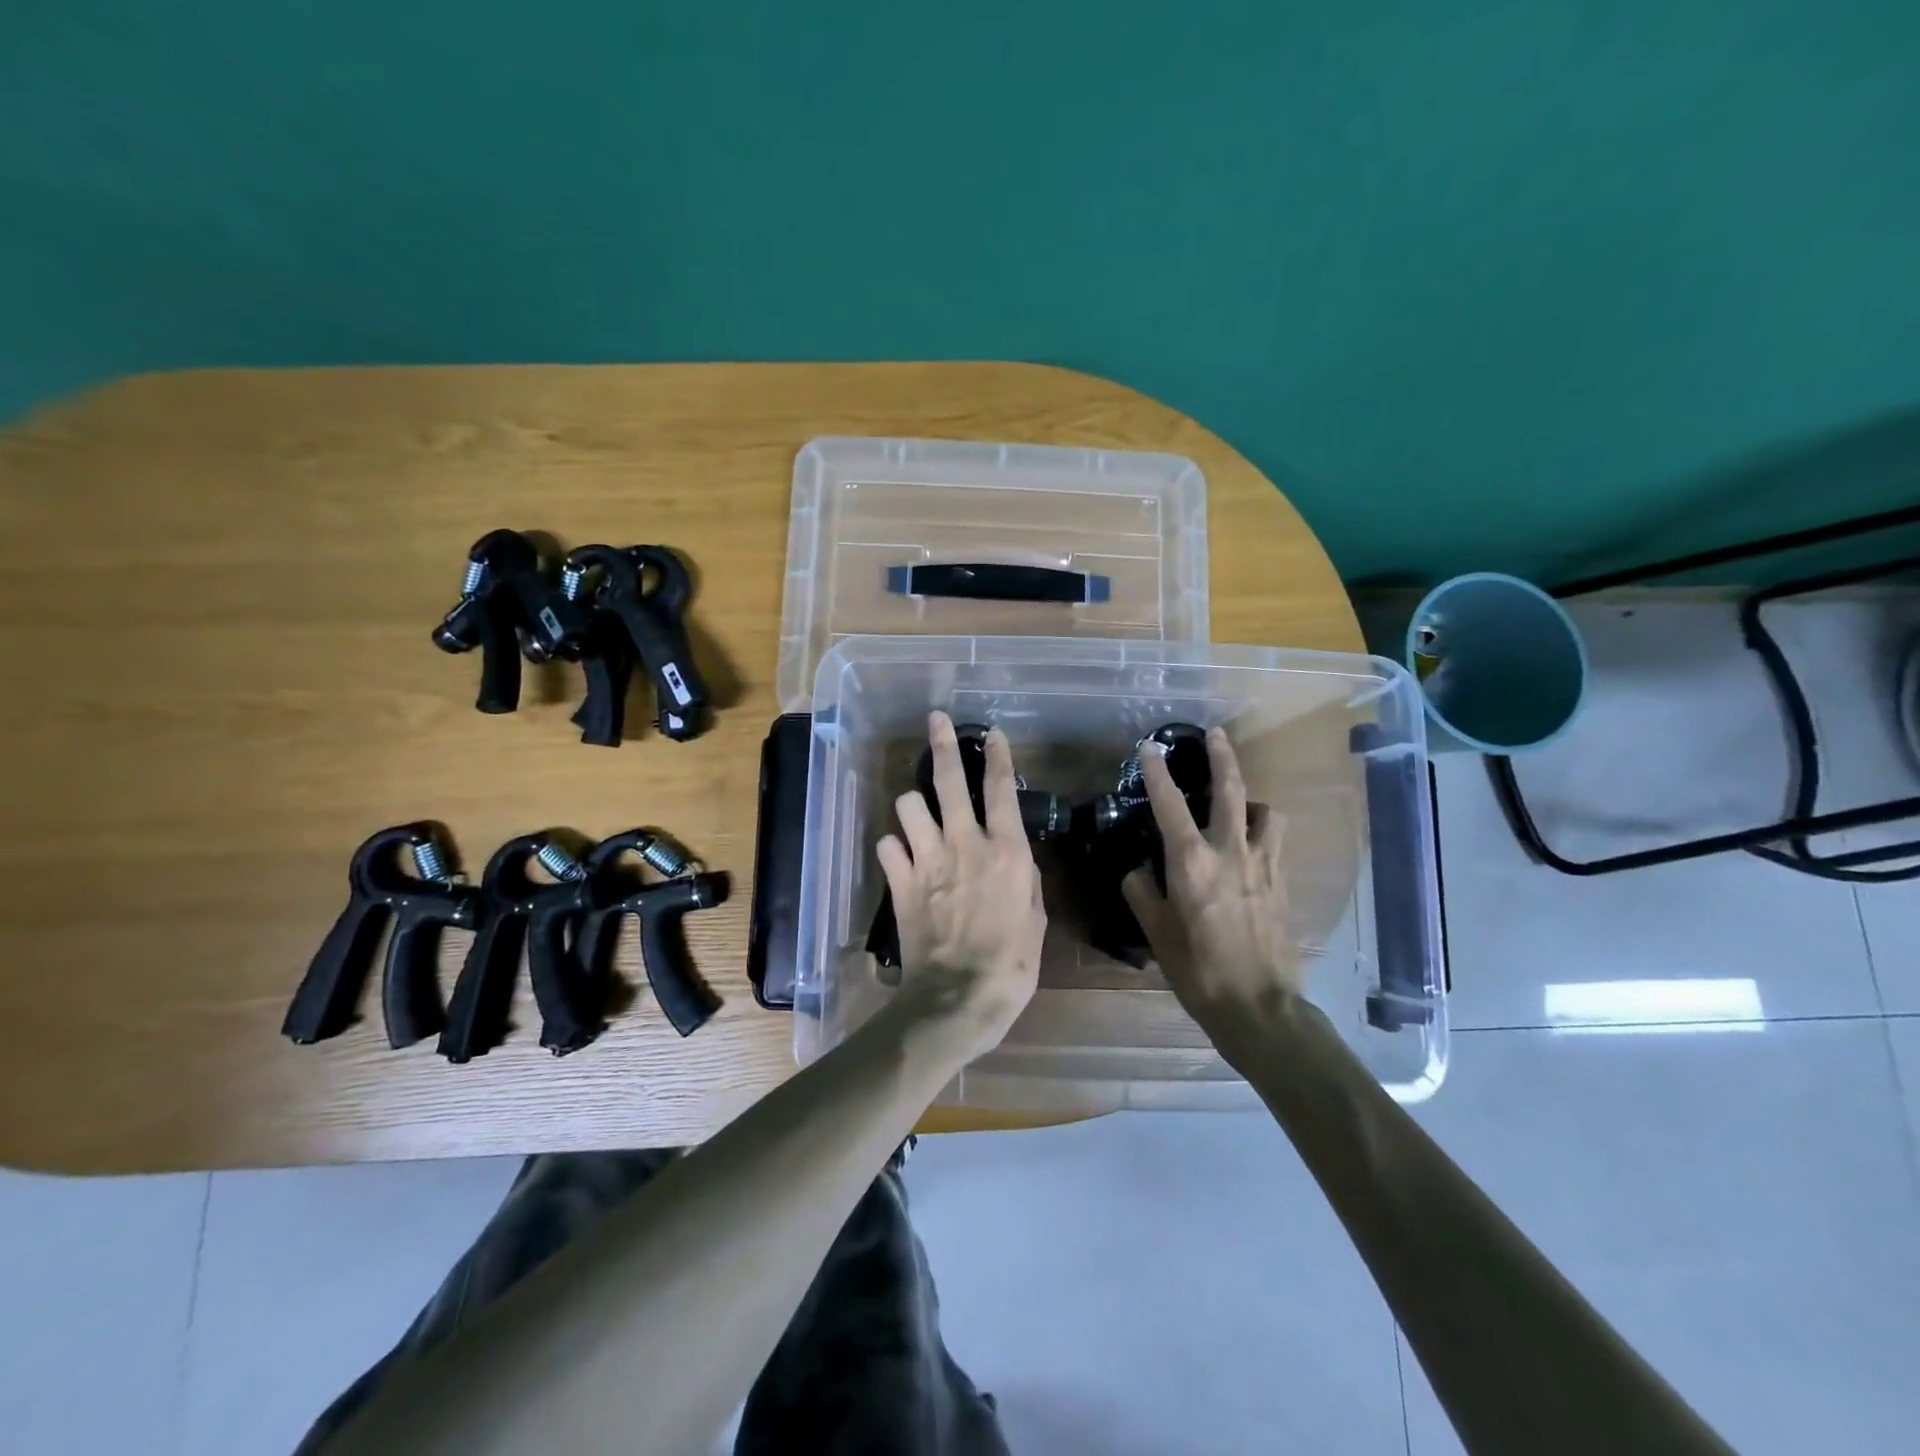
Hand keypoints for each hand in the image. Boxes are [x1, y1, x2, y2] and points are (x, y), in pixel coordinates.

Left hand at [876, 712, 1045, 1058]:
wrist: (958, 998)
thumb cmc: (1011, 965)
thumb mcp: (1036, 920)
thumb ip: (1025, 880)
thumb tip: (1015, 860)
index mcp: (1006, 852)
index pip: (1001, 790)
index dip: (998, 757)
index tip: (992, 734)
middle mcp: (965, 844)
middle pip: (948, 780)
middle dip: (942, 744)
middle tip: (936, 721)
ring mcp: (928, 860)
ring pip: (909, 804)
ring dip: (914, 806)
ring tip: (919, 815)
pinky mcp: (900, 882)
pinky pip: (887, 845)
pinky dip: (893, 847)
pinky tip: (901, 857)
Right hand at [1122, 727, 1302, 1034]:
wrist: (1259, 1006)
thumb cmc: (1198, 970)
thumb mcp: (1156, 932)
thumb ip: (1142, 892)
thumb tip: (1140, 869)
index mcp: (1192, 864)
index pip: (1169, 805)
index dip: (1156, 772)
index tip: (1148, 747)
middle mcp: (1230, 853)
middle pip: (1230, 790)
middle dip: (1222, 756)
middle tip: (1216, 734)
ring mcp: (1263, 865)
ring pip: (1264, 811)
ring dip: (1250, 798)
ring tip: (1238, 801)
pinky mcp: (1282, 882)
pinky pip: (1274, 840)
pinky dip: (1262, 828)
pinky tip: (1251, 842)